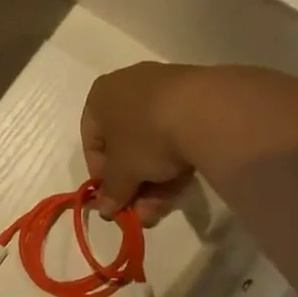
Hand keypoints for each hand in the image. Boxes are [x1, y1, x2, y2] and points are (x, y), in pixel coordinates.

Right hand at [81, 62, 199, 223]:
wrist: (205, 110)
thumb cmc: (145, 136)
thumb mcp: (122, 172)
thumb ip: (111, 191)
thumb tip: (105, 209)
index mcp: (100, 96)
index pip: (92, 142)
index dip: (100, 175)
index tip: (113, 198)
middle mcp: (128, 87)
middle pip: (125, 145)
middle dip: (132, 183)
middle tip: (139, 210)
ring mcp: (164, 89)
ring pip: (152, 142)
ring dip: (154, 180)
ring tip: (161, 208)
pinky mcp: (196, 98)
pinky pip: (176, 134)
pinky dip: (175, 161)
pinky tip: (181, 187)